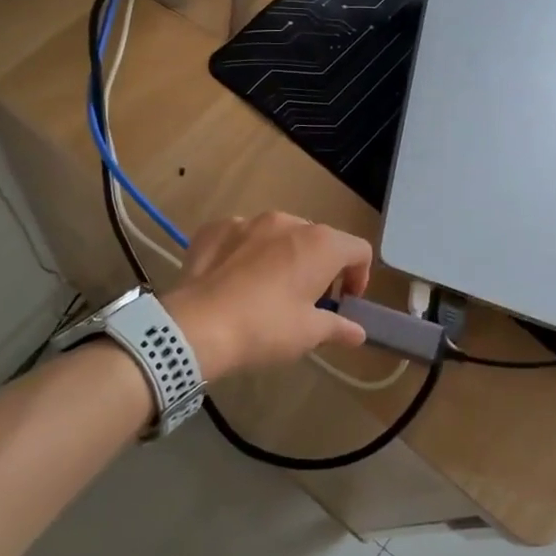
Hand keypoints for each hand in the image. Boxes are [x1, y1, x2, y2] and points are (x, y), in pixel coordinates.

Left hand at [162, 212, 372, 379]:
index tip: (345, 302)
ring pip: (279, 234)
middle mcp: (288, 222)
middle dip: (320, 267)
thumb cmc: (265, 328)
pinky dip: (246, 253)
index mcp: (320, 244)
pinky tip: (235, 281)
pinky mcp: (216, 228)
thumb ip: (338, 327)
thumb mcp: (308, 334)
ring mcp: (249, 221)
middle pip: (319, 239)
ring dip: (284, 256)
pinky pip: (241, 236)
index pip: (358, 250)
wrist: (195, 327)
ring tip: (268, 290)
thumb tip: (358, 332)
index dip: (360, 276)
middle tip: (308, 300)